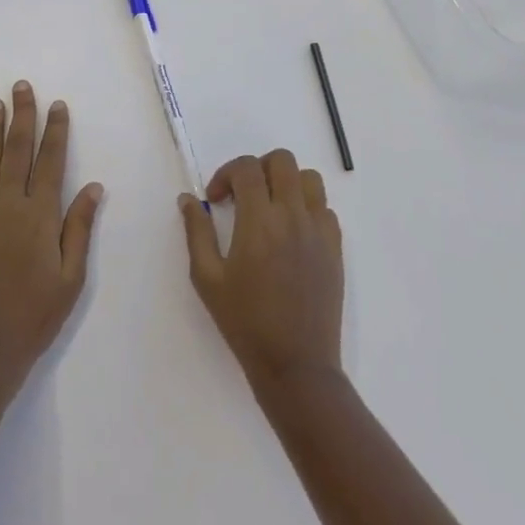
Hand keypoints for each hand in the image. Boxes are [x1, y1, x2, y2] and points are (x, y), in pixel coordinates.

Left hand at [0, 81, 104, 387]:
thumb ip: (80, 228)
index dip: (56, 131)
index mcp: (41, 215)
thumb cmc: (35, 316)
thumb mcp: (71, 277)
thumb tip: (93, 186)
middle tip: (21, 87)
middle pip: (17, 151)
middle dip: (22, 116)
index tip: (57, 105)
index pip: (51, 161)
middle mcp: (9, 205)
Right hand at [180, 150, 343, 386]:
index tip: (215, 199)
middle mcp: (293, 216)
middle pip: (282, 161)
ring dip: (286, 182)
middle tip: (243, 195)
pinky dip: (306, 208)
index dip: (226, 174)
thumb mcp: (207, 278)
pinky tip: (291, 233)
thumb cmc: (245, 322)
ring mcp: (319, 231)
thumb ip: (197, 232)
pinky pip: (325, 208)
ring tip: (270, 208)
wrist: (295, 364)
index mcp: (259, 221)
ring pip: (309, 178)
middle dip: (258, 168)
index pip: (247, 168)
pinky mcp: (335, 248)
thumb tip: (188, 199)